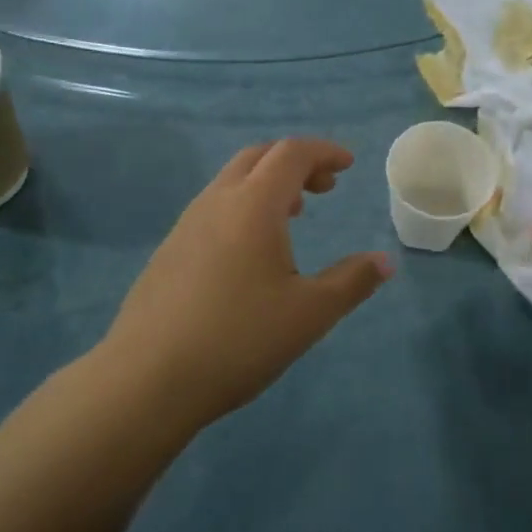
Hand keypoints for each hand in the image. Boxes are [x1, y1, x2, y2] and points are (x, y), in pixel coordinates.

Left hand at [104, 139, 391, 434]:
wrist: (146, 380)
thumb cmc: (239, 339)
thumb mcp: (309, 314)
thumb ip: (352, 281)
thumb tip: (385, 261)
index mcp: (253, 205)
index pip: (292, 153)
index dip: (324, 151)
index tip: (349, 166)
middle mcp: (217, 201)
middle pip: (259, 156)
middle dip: (296, 161)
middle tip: (325, 187)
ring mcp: (186, 224)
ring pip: (232, 180)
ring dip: (268, 183)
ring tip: (294, 215)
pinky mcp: (169, 250)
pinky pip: (214, 206)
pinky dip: (244, 205)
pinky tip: (251, 251)